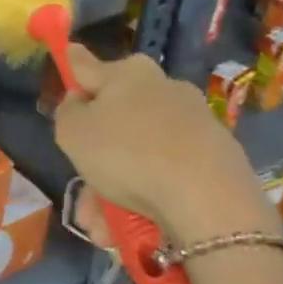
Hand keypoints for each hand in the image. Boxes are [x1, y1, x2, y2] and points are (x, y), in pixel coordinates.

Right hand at [53, 45, 282, 243]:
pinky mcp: (215, 157)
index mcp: (127, 73)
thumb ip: (67, 113)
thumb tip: (79, 103)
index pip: (88, 65)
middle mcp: (162, 89)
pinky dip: (146, 199)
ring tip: (103, 229)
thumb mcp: (73, 132)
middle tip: (81, 195)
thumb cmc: (128, 153)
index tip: (68, 54)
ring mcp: (192, 123)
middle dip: (93, 161)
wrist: (208, 197)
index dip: (72, 65)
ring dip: (114, 191)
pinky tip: (133, 229)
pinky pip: (166, 174)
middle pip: (114, 122)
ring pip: (138, 156)